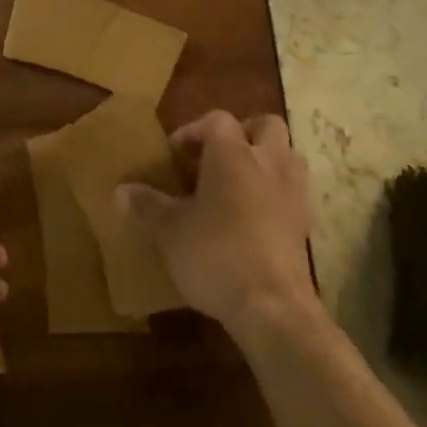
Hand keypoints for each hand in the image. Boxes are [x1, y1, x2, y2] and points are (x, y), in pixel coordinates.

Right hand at [116, 110, 314, 337]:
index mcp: (232, 153)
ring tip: (242, 182)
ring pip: (289, 154)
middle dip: (244, 133)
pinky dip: (279, 194)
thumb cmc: (216, 254)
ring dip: (268, 159)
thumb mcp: (170, 231)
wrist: (273, 307)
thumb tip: (120, 191)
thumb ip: (147, 206)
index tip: (176, 153)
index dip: (194, 130)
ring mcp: (293, 192)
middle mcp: (267, 161)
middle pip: (266, 125)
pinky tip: (259, 216)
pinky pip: (295, 192)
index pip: (217, 120)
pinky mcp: (306, 224)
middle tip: (219, 156)